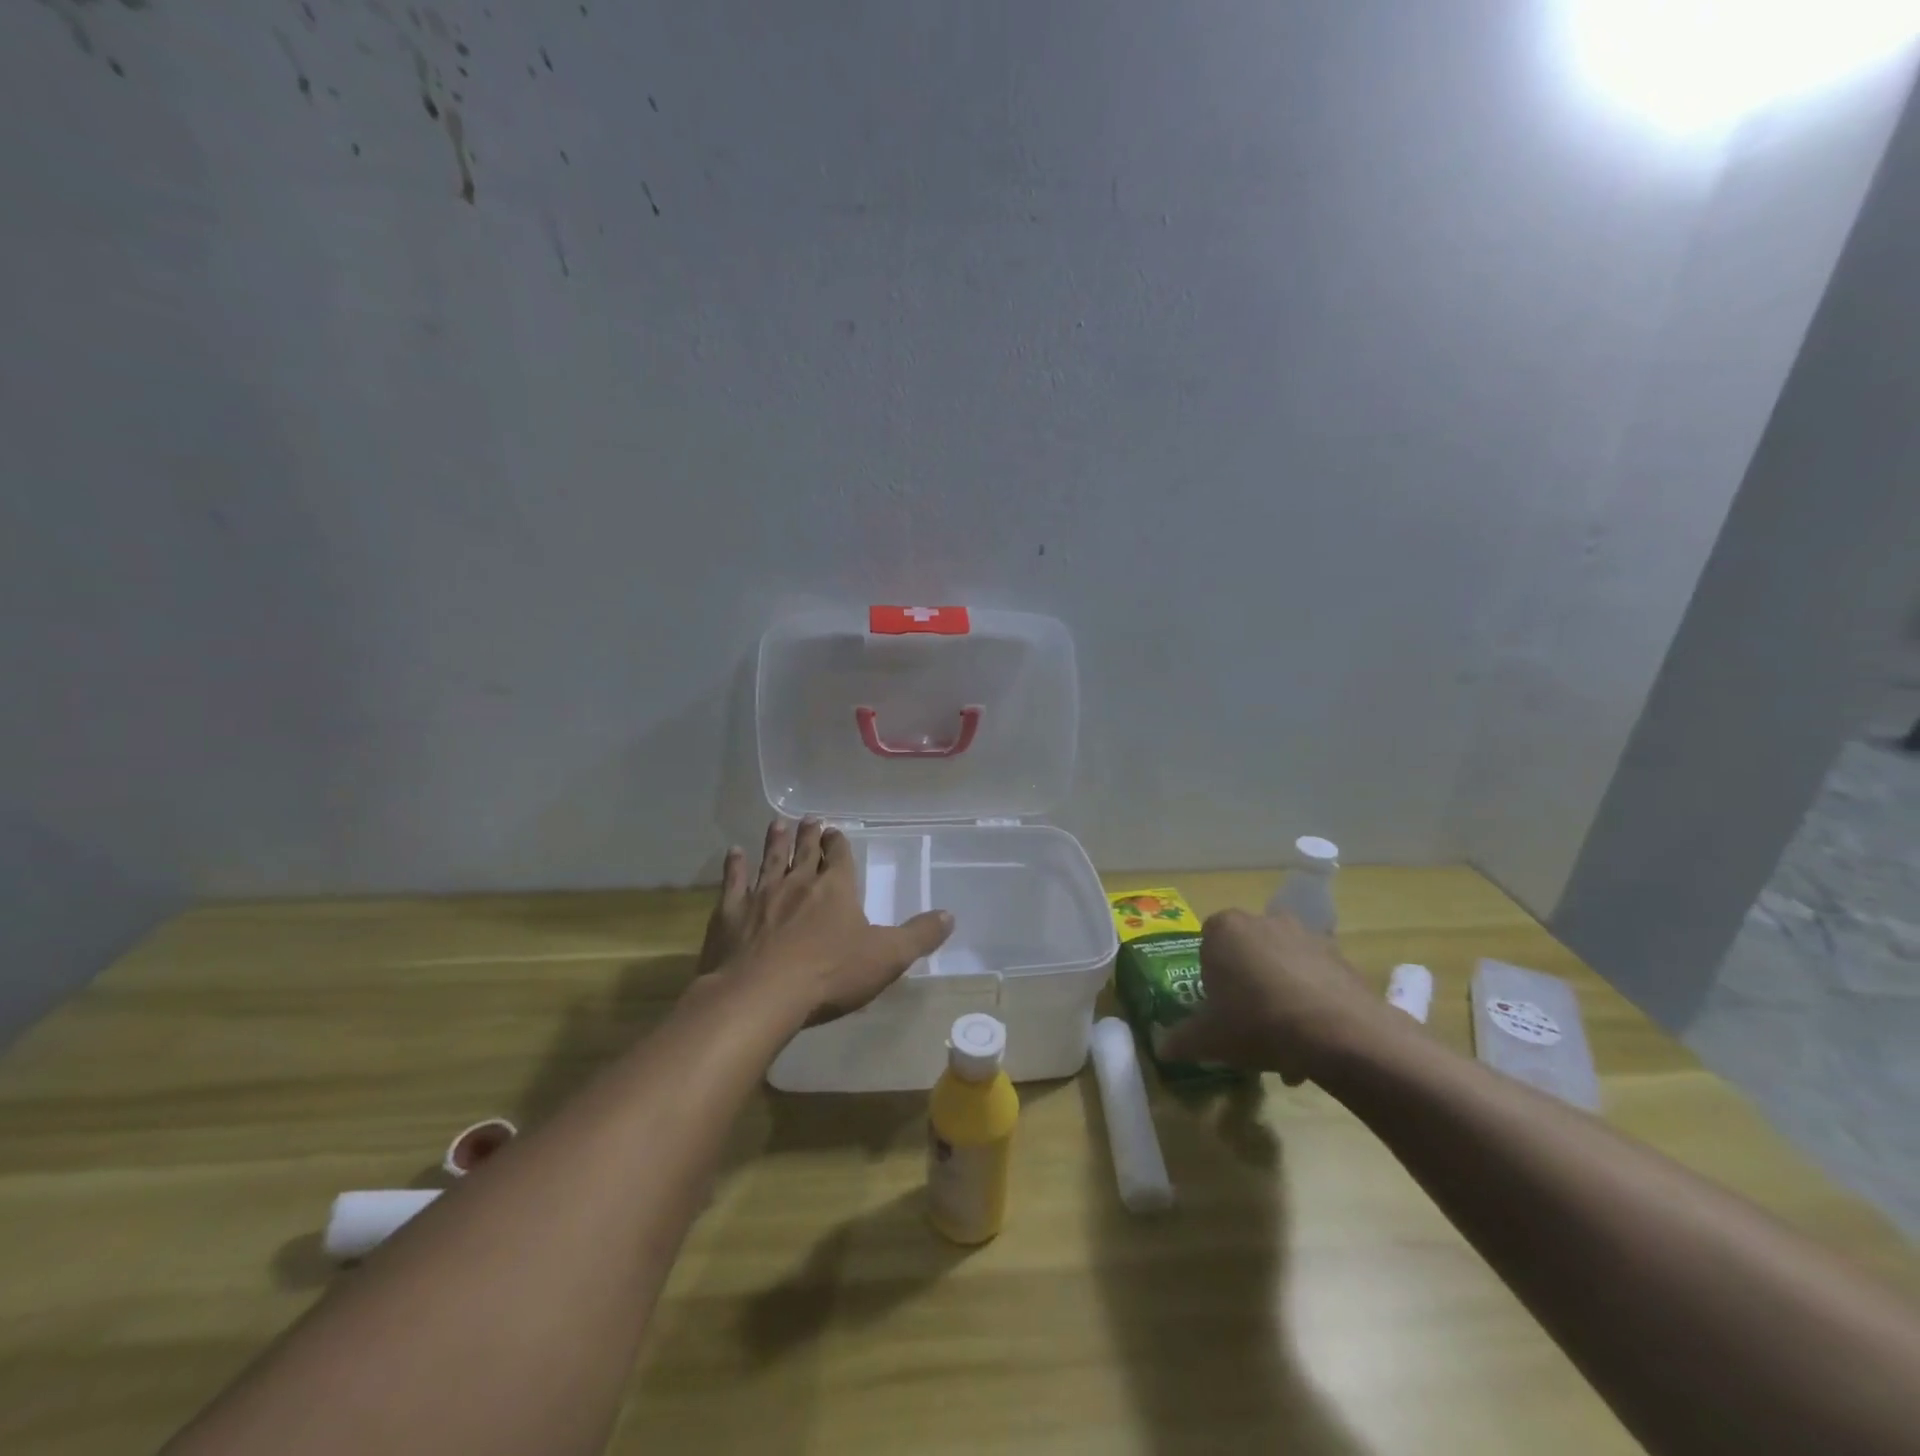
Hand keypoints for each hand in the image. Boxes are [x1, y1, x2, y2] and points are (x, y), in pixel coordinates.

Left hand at [696, 818, 953, 1028]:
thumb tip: (950, 915)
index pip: (839, 858)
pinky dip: (734, 866)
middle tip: (809, 818)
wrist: (762, 995)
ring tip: (777, 823)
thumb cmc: (830, 974)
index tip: (835, 830)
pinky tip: (734, 853)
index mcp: (836, 889)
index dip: (838, 843)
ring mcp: (761, 895)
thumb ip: (919, 936)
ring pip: (770, 860)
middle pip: (805, 852)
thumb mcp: (887, 958)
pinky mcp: (730, 913)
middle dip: (809, 834)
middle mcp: (798, 883)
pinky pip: (733, 882)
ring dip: (775, 841)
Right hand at [1159, 908, 1406, 1083]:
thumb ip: (1181, 1040)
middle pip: (1246, 955)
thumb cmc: (1258, 1023)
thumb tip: (1161, 1048)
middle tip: (1249, 1027)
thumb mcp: (1209, 1039)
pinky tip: (1313, 1042)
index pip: (1207, 946)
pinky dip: (1311, 1002)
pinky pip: (1314, 978)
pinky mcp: (1340, 955)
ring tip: (1286, 1045)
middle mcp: (1263, 920)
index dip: (1211, 980)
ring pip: (1281, 967)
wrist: (1339, 1033)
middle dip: (1248, 987)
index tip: (1219, 1009)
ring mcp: (1305, 935)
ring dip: (1280, 997)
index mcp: (1224, 929)